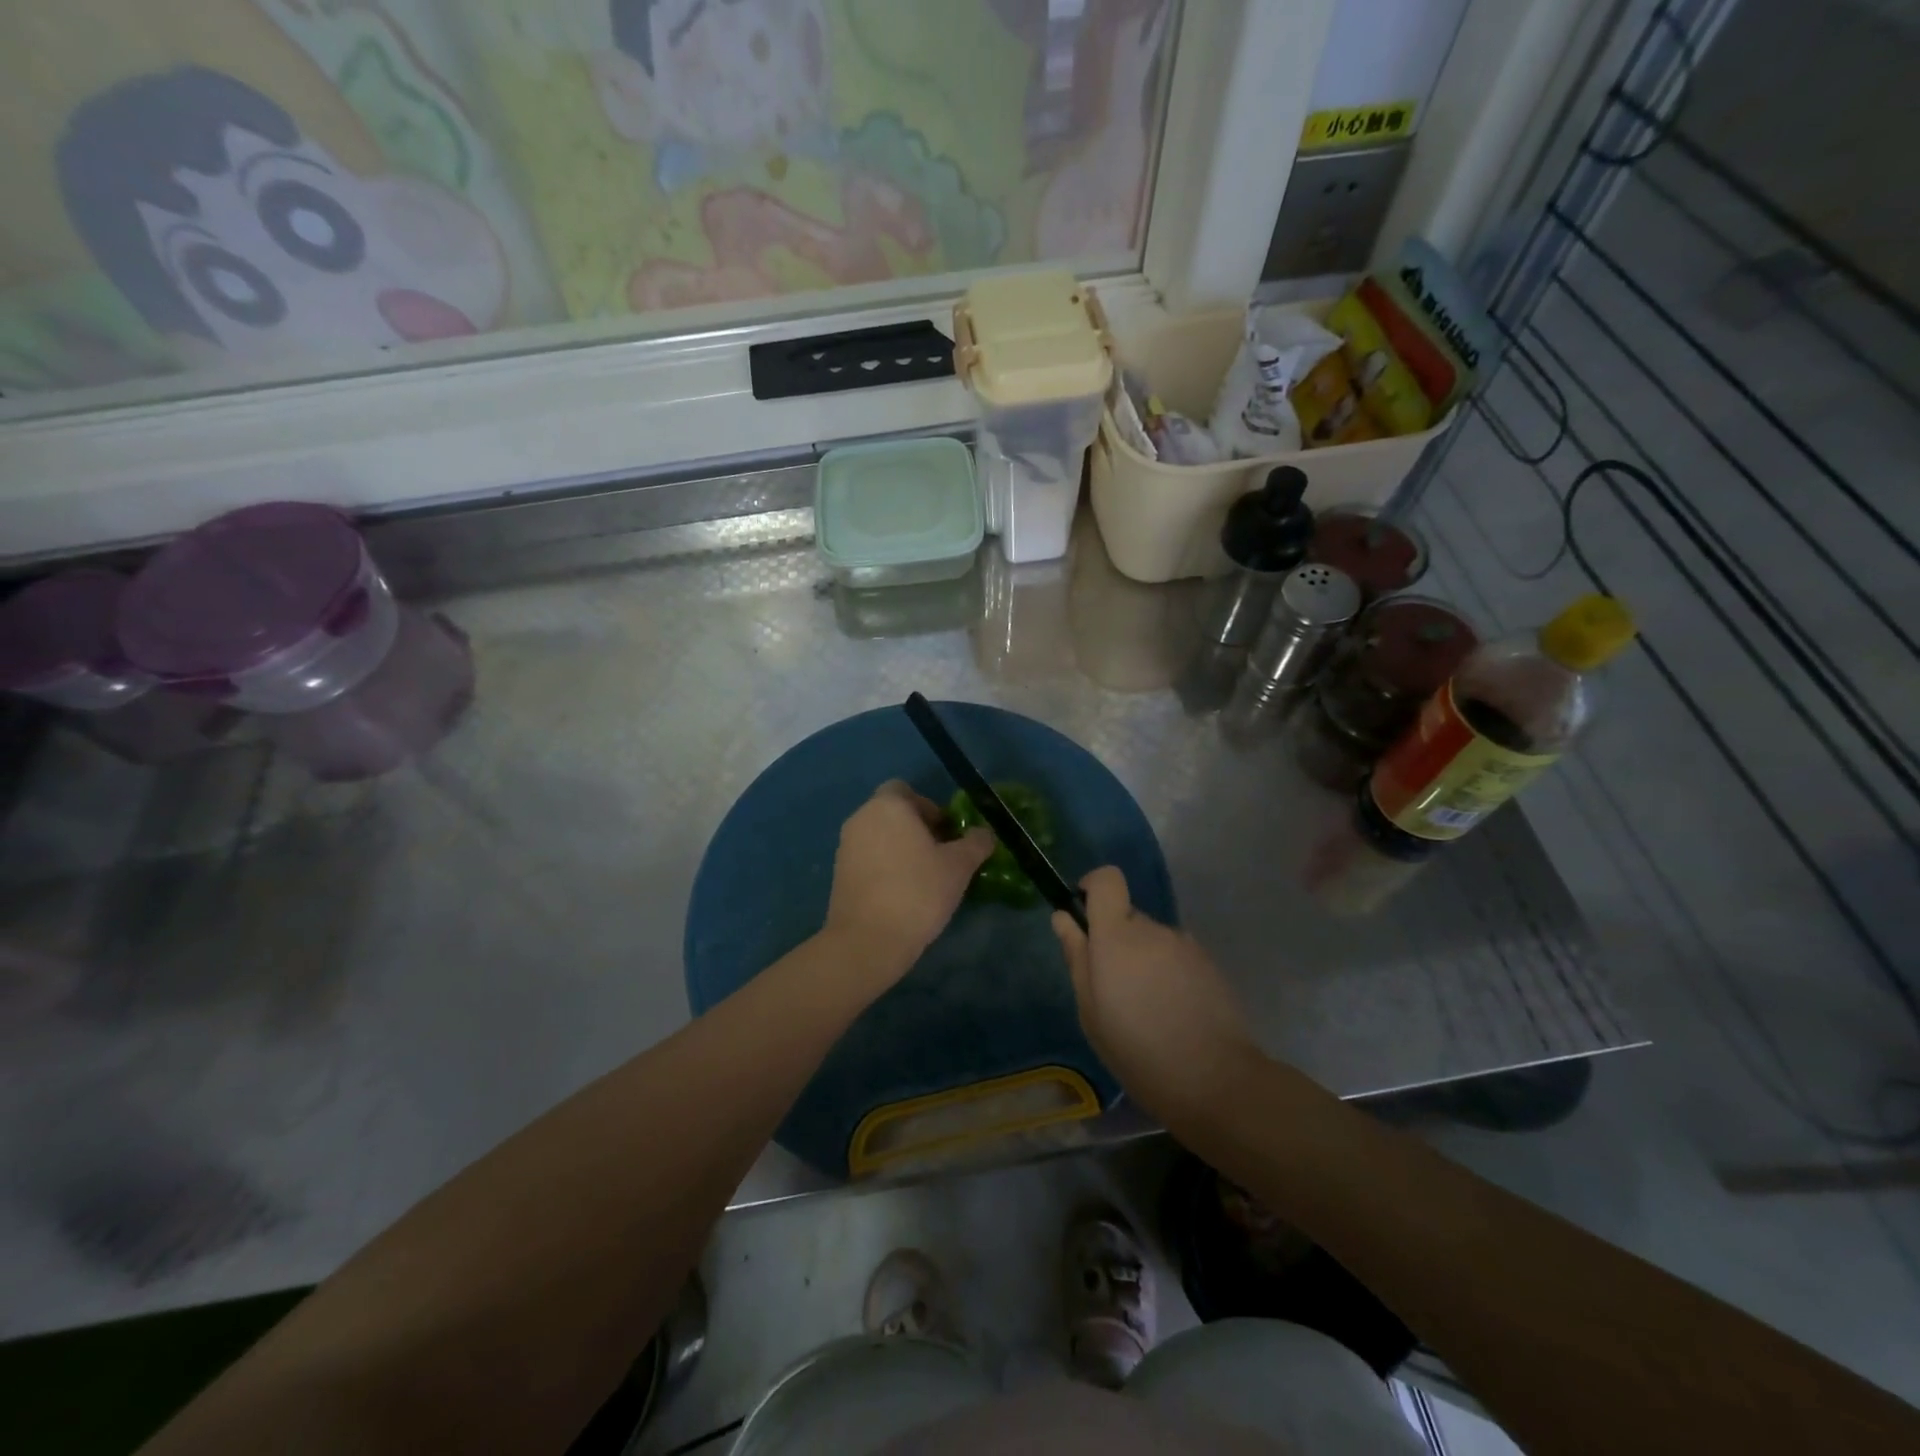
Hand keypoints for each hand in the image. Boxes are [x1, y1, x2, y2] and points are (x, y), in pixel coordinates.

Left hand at [821, 781, 994, 988]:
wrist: (868, 940)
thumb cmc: (917, 891)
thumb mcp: (959, 867)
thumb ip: (975, 843)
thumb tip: (984, 833)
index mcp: (888, 806)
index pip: (906, 790)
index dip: (929, 807)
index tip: (946, 834)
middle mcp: (861, 818)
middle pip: (893, 814)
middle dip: (918, 830)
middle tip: (942, 857)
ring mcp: (845, 846)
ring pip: (880, 837)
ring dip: (901, 849)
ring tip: (925, 879)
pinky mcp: (839, 874)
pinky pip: (868, 859)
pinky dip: (885, 867)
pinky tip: (903, 895)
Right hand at [1052, 866, 1262, 1123]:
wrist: (1215, 1081)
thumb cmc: (1137, 1051)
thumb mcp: (1091, 1011)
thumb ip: (1077, 957)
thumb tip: (1063, 918)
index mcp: (1118, 936)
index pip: (1107, 879)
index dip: (1092, 886)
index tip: (1083, 913)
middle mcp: (1153, 929)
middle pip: (1128, 916)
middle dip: (1116, 940)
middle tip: (1113, 988)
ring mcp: (1185, 944)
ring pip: (1152, 939)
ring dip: (1143, 959)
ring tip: (1145, 1008)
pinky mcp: (1209, 963)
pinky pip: (1175, 956)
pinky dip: (1167, 973)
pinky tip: (1171, 1012)